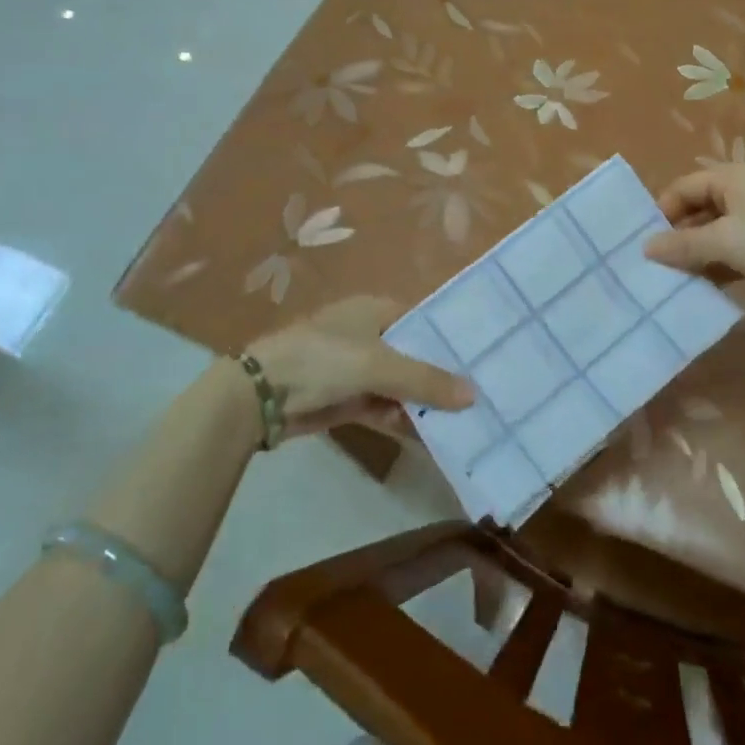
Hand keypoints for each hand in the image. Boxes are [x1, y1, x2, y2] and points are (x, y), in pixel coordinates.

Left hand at [246, 295, 473, 440]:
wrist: (261, 394)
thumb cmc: (323, 359)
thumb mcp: (378, 365)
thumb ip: (425, 380)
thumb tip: (474, 395)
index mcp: (375, 310)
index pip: (423, 319)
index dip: (450, 337)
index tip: (483, 356)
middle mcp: (368, 334)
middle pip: (414, 354)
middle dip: (441, 375)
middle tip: (482, 392)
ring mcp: (356, 368)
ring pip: (400, 384)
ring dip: (424, 401)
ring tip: (465, 418)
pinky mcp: (346, 398)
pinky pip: (384, 407)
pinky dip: (402, 418)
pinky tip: (431, 434)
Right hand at [643, 163, 744, 297]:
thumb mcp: (724, 241)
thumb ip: (682, 244)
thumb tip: (646, 247)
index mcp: (733, 176)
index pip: (685, 186)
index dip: (664, 211)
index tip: (649, 241)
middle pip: (701, 207)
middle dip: (680, 234)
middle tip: (662, 263)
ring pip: (719, 230)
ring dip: (700, 252)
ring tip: (680, 277)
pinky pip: (737, 246)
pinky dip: (721, 262)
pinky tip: (709, 284)